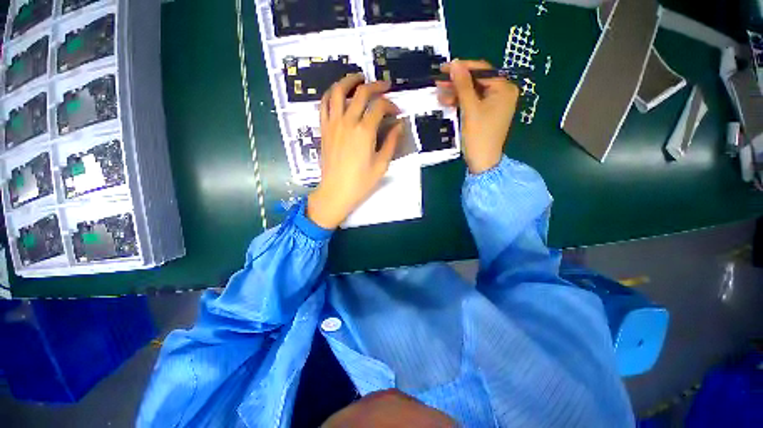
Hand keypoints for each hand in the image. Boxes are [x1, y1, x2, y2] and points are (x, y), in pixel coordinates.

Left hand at [307, 74, 402, 229]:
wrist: (336, 192)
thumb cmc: (361, 182)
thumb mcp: (382, 164)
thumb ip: (391, 142)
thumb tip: (399, 125)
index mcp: (364, 131)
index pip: (380, 106)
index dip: (391, 105)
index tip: (397, 112)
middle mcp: (348, 121)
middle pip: (361, 92)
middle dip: (376, 86)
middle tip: (385, 86)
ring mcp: (333, 123)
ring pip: (337, 91)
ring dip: (349, 80)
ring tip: (359, 79)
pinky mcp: (323, 129)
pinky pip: (324, 104)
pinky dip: (331, 94)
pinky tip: (338, 94)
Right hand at [436, 60, 518, 173]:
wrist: (482, 161)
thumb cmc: (479, 135)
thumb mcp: (470, 109)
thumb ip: (463, 85)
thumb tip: (455, 63)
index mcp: (504, 88)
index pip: (482, 70)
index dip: (462, 68)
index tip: (444, 68)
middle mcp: (502, 93)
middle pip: (477, 81)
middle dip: (457, 83)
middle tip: (438, 82)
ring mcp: (494, 104)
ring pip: (472, 92)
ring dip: (456, 93)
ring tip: (439, 94)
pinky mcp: (486, 113)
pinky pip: (472, 102)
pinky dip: (460, 102)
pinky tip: (447, 102)